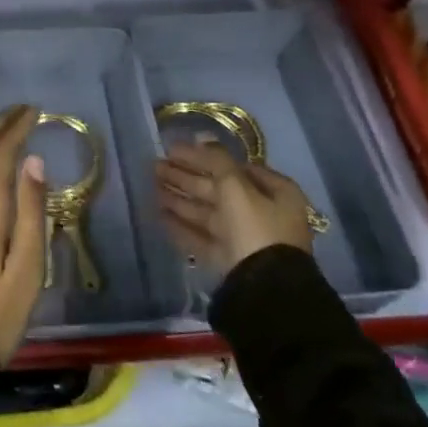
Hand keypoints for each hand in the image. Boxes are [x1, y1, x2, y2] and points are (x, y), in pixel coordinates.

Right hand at [155, 141, 316, 277]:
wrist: (263, 290)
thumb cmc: (255, 227)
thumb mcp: (236, 186)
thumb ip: (216, 160)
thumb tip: (201, 137)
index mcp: (275, 192)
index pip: (236, 167)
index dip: (205, 156)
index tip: (175, 150)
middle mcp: (263, 213)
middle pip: (218, 189)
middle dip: (186, 177)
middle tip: (156, 165)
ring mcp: (245, 239)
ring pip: (207, 212)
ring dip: (180, 198)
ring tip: (152, 185)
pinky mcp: (228, 260)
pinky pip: (202, 237)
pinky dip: (182, 225)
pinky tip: (159, 214)